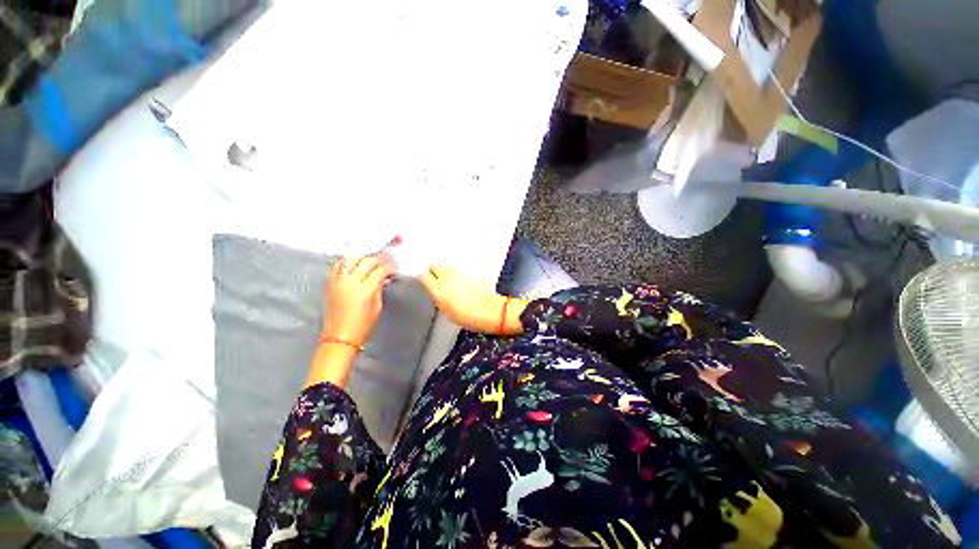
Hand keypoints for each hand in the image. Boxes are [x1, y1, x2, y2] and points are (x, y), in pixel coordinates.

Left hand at [322, 255, 392, 345]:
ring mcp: (337, 281)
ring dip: (361, 258)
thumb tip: (383, 278)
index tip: (392, 269)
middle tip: (384, 263)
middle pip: (365, 261)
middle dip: (377, 260)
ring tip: (369, 261)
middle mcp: (350, 282)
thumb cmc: (363, 325)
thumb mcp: (377, 307)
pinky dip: (346, 261)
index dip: (388, 268)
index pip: (379, 270)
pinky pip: (337, 266)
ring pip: (350, 259)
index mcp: (364, 290)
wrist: (340, 337)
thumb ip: (379, 289)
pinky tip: (353, 264)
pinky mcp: (330, 283)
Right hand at [417, 265, 524, 334]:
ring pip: (448, 266)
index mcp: (438, 288)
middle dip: (434, 271)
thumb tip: (436, 292)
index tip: (425, 282)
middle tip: (437, 280)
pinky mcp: (471, 271)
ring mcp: (461, 272)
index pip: (423, 275)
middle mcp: (448, 276)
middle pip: (435, 265)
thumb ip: (439, 298)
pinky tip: (463, 283)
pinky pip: (460, 270)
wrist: (490, 311)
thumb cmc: (468, 316)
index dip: (424, 279)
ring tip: (451, 283)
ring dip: (447, 272)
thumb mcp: (447, 311)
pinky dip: (459, 274)